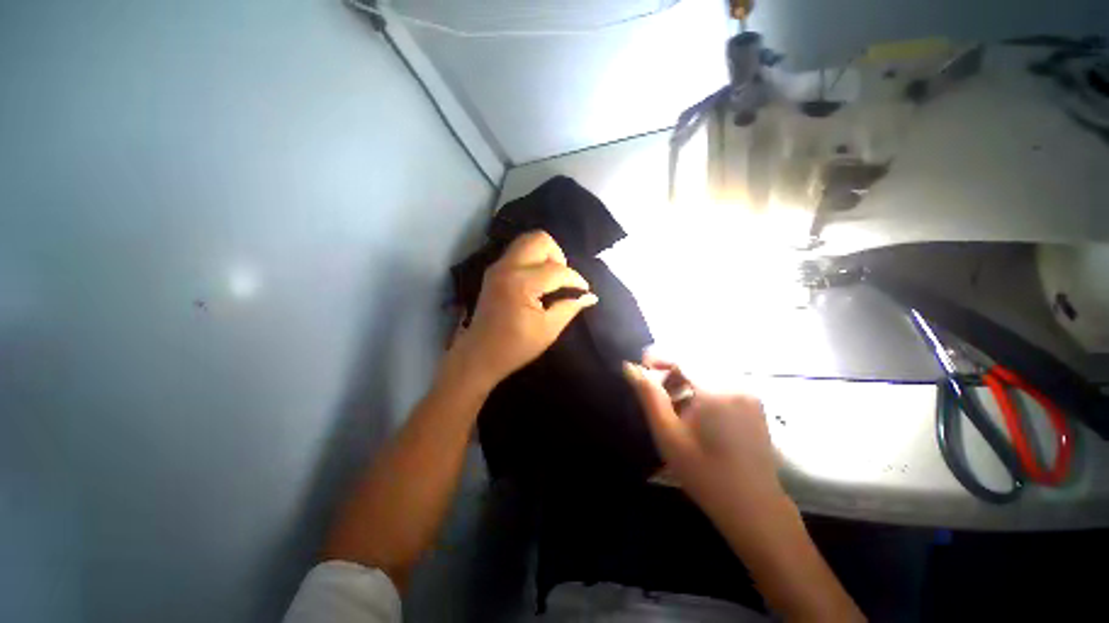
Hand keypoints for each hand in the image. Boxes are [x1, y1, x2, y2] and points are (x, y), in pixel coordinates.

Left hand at [449, 231, 597, 389]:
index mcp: (521, 283)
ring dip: (545, 255)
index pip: (557, 270)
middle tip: (563, 280)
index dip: (575, 280)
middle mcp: (507, 267)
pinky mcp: (494, 271)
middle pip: (540, 240)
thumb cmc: (515, 347)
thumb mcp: (548, 330)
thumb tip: (590, 296)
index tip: (584, 291)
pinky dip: (533, 259)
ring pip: (527, 241)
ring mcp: (498, 267)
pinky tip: (538, 281)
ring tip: (551, 279)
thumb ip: (570, 308)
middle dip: (558, 256)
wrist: (479, 355)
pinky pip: (519, 252)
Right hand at [623, 361, 782, 514]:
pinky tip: (692, 406)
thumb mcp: (668, 434)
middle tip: (654, 386)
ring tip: (670, 398)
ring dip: (685, 375)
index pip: (682, 356)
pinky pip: (721, 379)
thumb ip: (649, 395)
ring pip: (708, 368)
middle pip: (696, 359)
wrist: (753, 507)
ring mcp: (748, 392)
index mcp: (716, 390)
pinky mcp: (753, 401)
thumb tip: (630, 367)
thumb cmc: (704, 473)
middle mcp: (736, 383)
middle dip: (671, 366)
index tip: (641, 368)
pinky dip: (701, 383)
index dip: (658, 356)